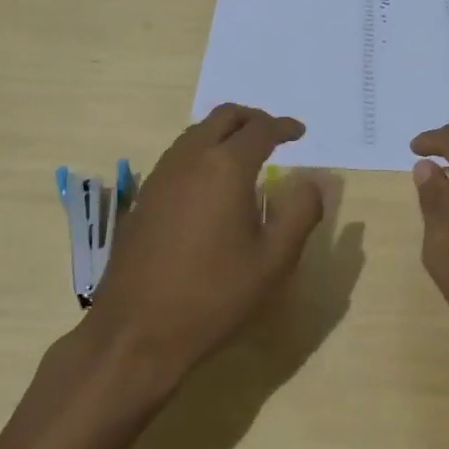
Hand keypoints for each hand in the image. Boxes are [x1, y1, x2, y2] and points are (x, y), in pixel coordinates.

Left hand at [89, 104, 324, 387]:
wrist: (137, 330)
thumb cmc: (214, 295)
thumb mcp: (273, 260)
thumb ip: (300, 213)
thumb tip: (311, 182)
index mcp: (225, 167)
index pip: (260, 129)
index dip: (284, 127)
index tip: (300, 132)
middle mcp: (189, 158)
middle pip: (223, 117)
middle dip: (252, 118)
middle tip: (273, 134)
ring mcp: (160, 176)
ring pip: (196, 133)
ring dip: (224, 133)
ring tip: (245, 155)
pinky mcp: (144, 197)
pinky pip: (178, 155)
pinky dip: (202, 152)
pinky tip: (211, 183)